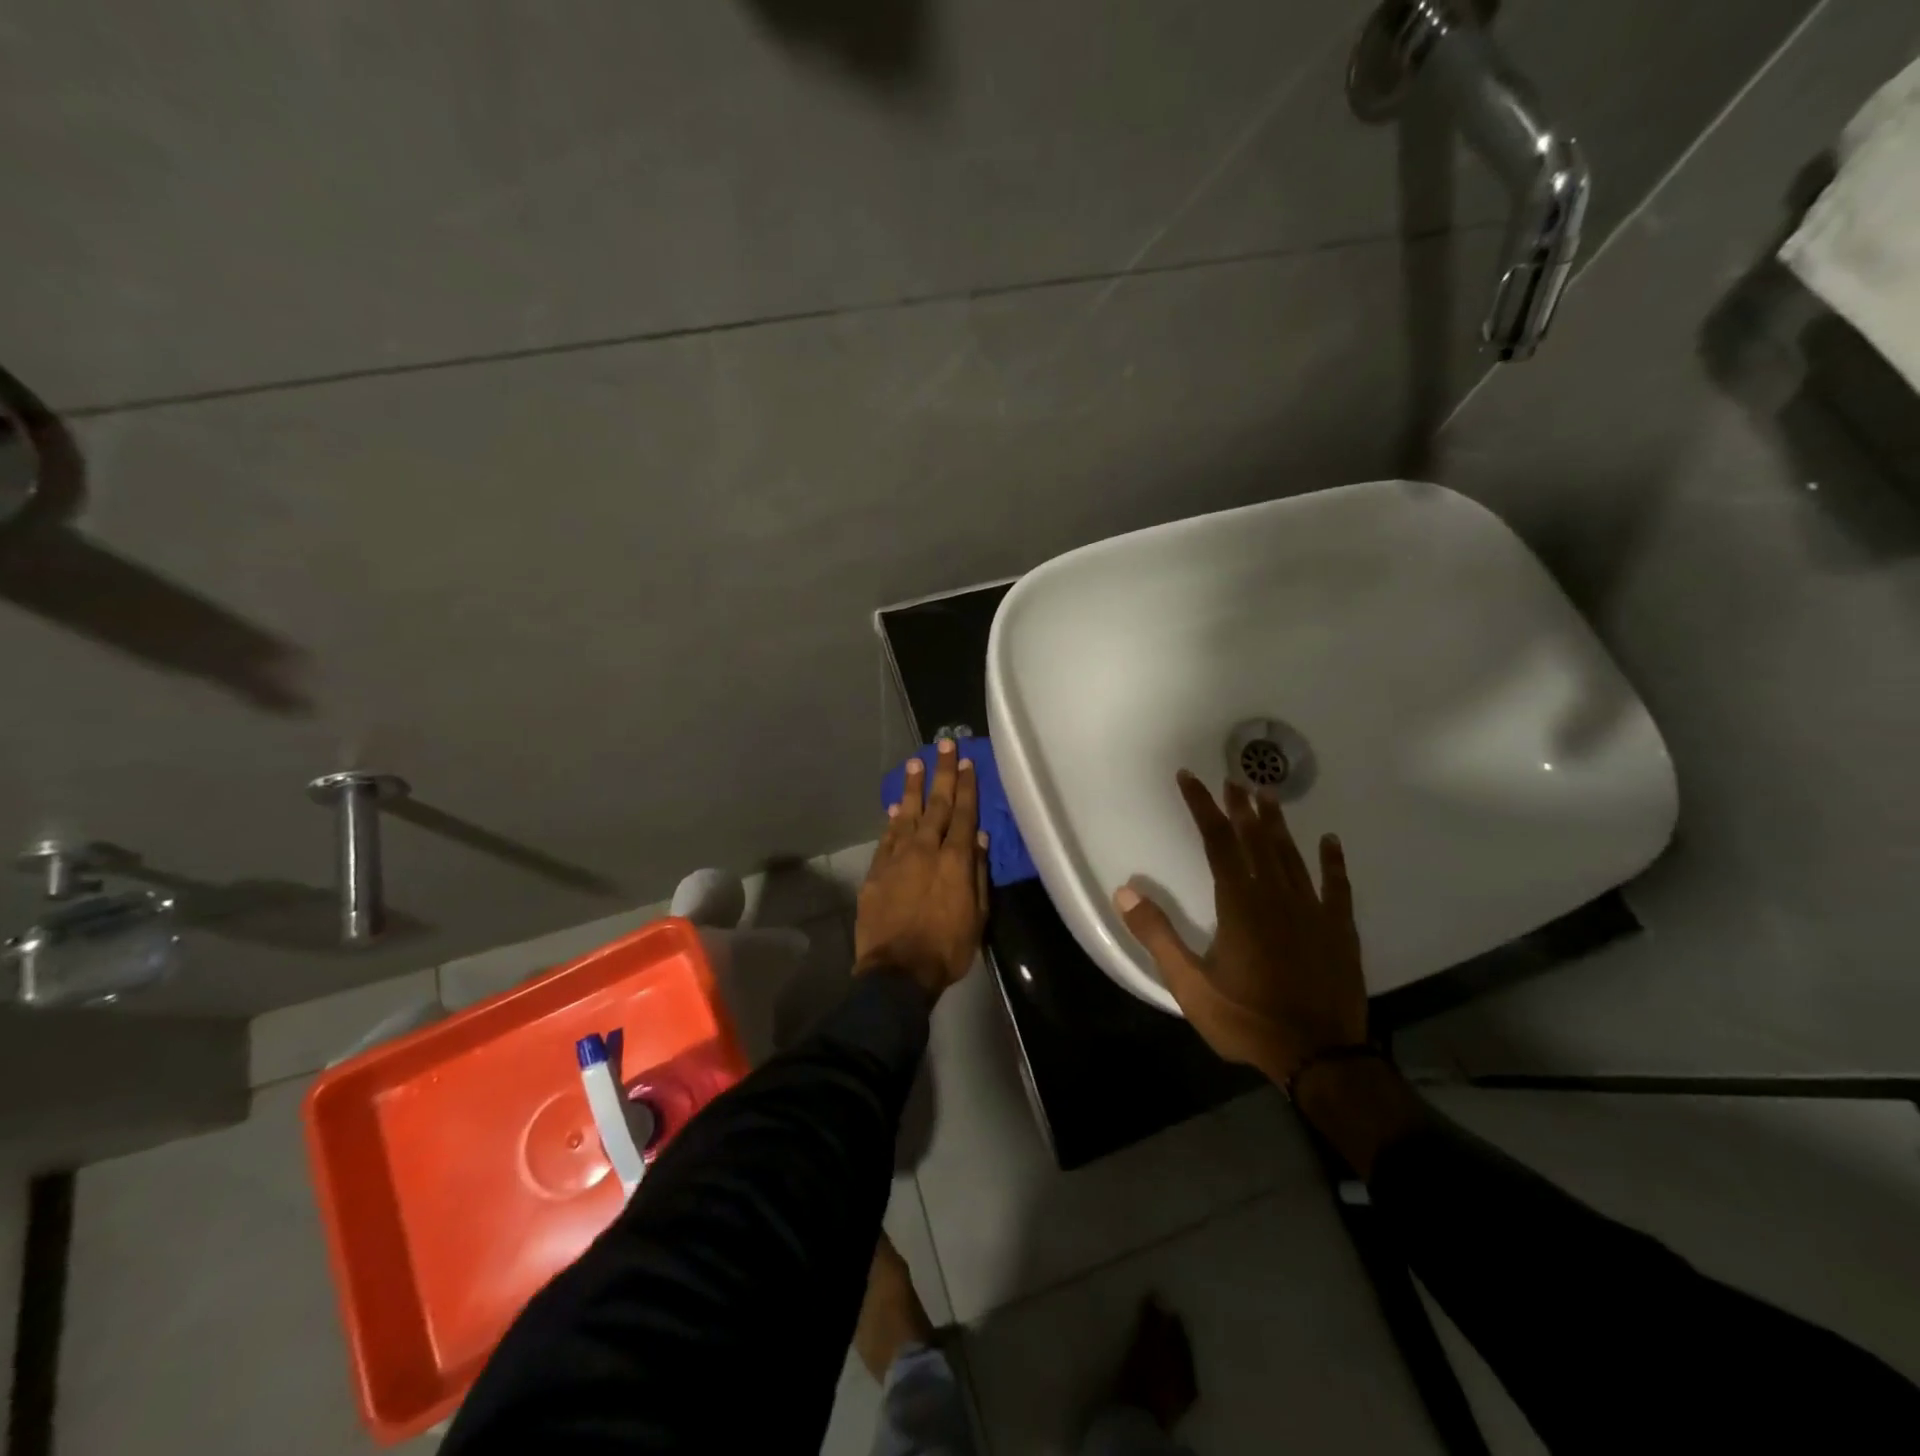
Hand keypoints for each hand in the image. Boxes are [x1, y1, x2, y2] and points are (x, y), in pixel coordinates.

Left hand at [855, 740, 989, 998]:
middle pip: (936, 804)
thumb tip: (978, 839)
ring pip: (908, 814)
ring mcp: (898, 858)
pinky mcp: (877, 872)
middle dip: (942, 773)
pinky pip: (887, 837)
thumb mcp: (976, 917)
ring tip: (916, 762)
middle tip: (943, 744)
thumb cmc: (946, 949)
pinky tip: (897, 804)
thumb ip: (977, 875)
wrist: (897, 972)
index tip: (968, 762)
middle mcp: (926, 850)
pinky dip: (893, 819)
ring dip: (914, 787)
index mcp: (955, 860)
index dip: (966, 786)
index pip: (963, 814)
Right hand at [1112, 771, 1365, 1085]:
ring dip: (1278, 824)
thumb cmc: (1246, 1020)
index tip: (1189, 778)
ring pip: (1292, 855)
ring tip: (1268, 796)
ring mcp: (1312, 910)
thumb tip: (1124, 892)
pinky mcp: (1339, 929)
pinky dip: (1332, 861)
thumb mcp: (1189, 985)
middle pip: (1256, 840)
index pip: (1216, 842)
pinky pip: (1337, 886)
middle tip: (1233, 778)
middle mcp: (1276, 896)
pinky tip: (1330, 841)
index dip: (1202, 807)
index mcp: (1239, 905)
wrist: (1319, 1057)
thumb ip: (1157, 936)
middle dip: (1241, 807)